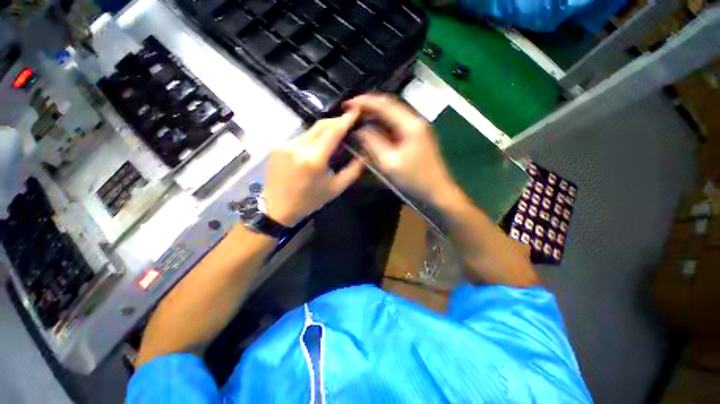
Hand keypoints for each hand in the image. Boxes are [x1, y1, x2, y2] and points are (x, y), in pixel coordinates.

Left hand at [263, 111, 364, 226]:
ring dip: (323, 133)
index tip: (354, 111)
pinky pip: (299, 138)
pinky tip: (314, 150)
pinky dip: (310, 140)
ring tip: (331, 141)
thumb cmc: (309, 201)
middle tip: (346, 124)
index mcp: (314, 159)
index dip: (345, 120)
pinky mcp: (276, 146)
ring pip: (310, 131)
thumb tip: (363, 156)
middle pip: (320, 125)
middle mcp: (298, 147)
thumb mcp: (335, 189)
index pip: (333, 131)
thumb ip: (352, 171)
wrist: (278, 208)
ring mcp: (284, 145)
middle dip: (335, 122)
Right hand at [344, 94, 455, 204]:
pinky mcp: (416, 136)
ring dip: (375, 116)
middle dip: (369, 107)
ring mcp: (417, 128)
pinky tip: (373, 130)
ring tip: (358, 120)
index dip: (364, 102)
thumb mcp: (390, 163)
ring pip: (392, 115)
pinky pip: (396, 125)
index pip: (384, 105)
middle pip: (389, 106)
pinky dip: (382, 126)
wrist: (437, 190)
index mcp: (410, 124)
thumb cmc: (415, 179)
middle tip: (350, 112)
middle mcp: (415, 120)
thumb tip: (360, 129)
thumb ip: (373, 143)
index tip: (347, 104)